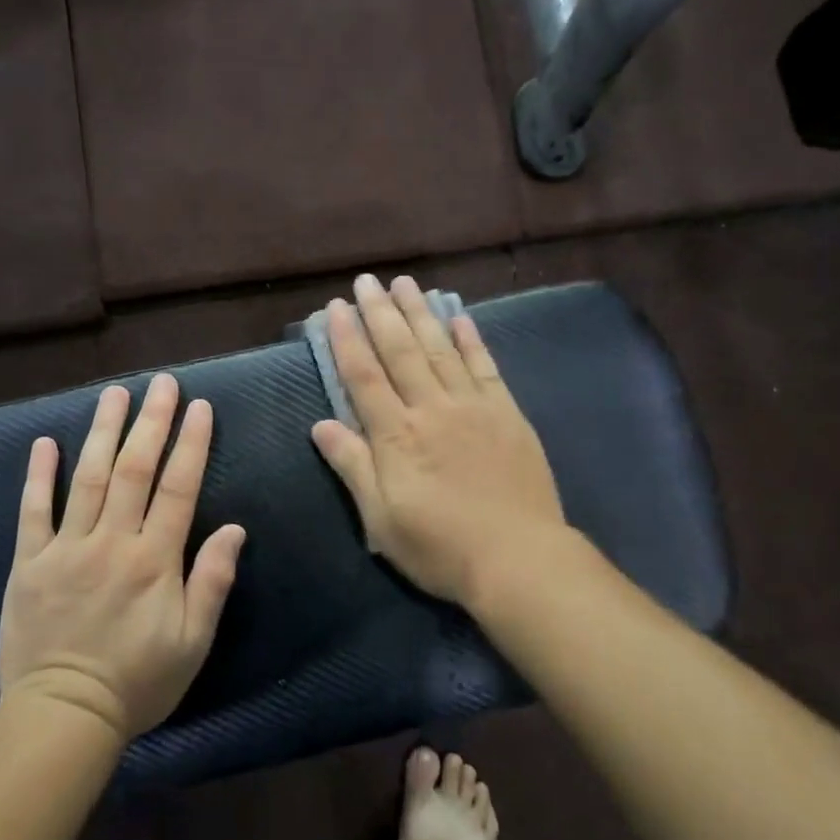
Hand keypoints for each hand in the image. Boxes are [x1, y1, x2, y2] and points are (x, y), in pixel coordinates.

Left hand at [0, 374, 246, 741]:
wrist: (64, 716)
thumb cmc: (139, 681)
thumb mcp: (194, 641)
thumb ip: (212, 581)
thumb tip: (235, 528)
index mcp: (155, 559)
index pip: (179, 487)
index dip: (192, 444)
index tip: (200, 407)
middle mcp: (112, 542)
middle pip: (133, 470)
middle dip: (150, 422)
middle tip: (161, 383)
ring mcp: (66, 549)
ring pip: (86, 478)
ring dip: (101, 431)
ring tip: (113, 394)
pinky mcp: (29, 564)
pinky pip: (32, 512)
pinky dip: (38, 476)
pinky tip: (44, 443)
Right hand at [311, 275, 566, 606]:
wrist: (518, 558)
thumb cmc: (440, 546)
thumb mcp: (381, 519)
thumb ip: (352, 466)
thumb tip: (321, 424)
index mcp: (396, 435)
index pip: (364, 376)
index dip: (347, 339)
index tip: (336, 308)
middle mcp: (432, 408)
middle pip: (401, 351)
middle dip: (381, 313)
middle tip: (367, 280)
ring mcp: (473, 407)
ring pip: (441, 349)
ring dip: (421, 314)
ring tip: (406, 283)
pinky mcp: (507, 414)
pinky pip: (485, 367)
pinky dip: (471, 340)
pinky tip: (460, 318)